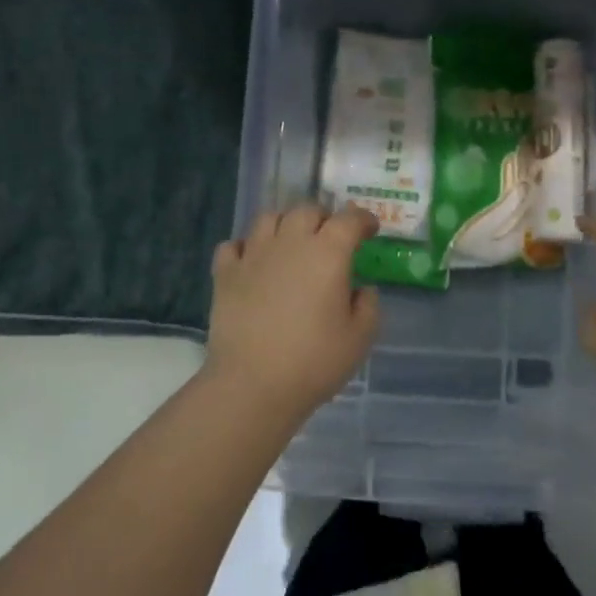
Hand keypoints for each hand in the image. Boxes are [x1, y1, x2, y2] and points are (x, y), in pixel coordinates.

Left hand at [203, 203, 381, 420]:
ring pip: (268, 218)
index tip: (370, 229)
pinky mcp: (225, 274)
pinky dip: (245, 247)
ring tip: (291, 242)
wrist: (253, 384)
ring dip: (285, 224)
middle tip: (331, 237)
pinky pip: (233, 245)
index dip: (363, 219)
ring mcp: (253, 255)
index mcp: (328, 254)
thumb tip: (361, 289)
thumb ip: (368, 306)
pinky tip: (253, 261)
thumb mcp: (360, 338)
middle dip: (323, 217)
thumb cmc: (315, 361)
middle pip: (306, 211)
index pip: (349, 219)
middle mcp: (290, 243)